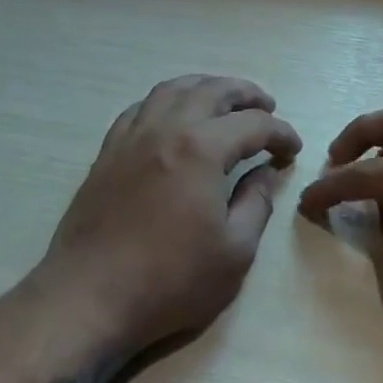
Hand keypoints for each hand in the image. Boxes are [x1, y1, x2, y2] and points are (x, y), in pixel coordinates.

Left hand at [34, 75, 301, 357]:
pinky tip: (173, 116)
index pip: (254, 124)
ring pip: (172, 89)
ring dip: (204, 86)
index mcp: (202, 149)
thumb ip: (256, 203)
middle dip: (246, 93)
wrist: (90, 296)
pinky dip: (166, 101)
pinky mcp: (107, 152)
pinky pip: (140, 108)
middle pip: (212, 90)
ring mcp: (132, 137)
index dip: (280, 133)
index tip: (293, 149)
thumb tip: (264, 172)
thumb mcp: (234, 251)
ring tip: (223, 99)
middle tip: (267, 105)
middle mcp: (166, 129)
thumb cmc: (170, 280)